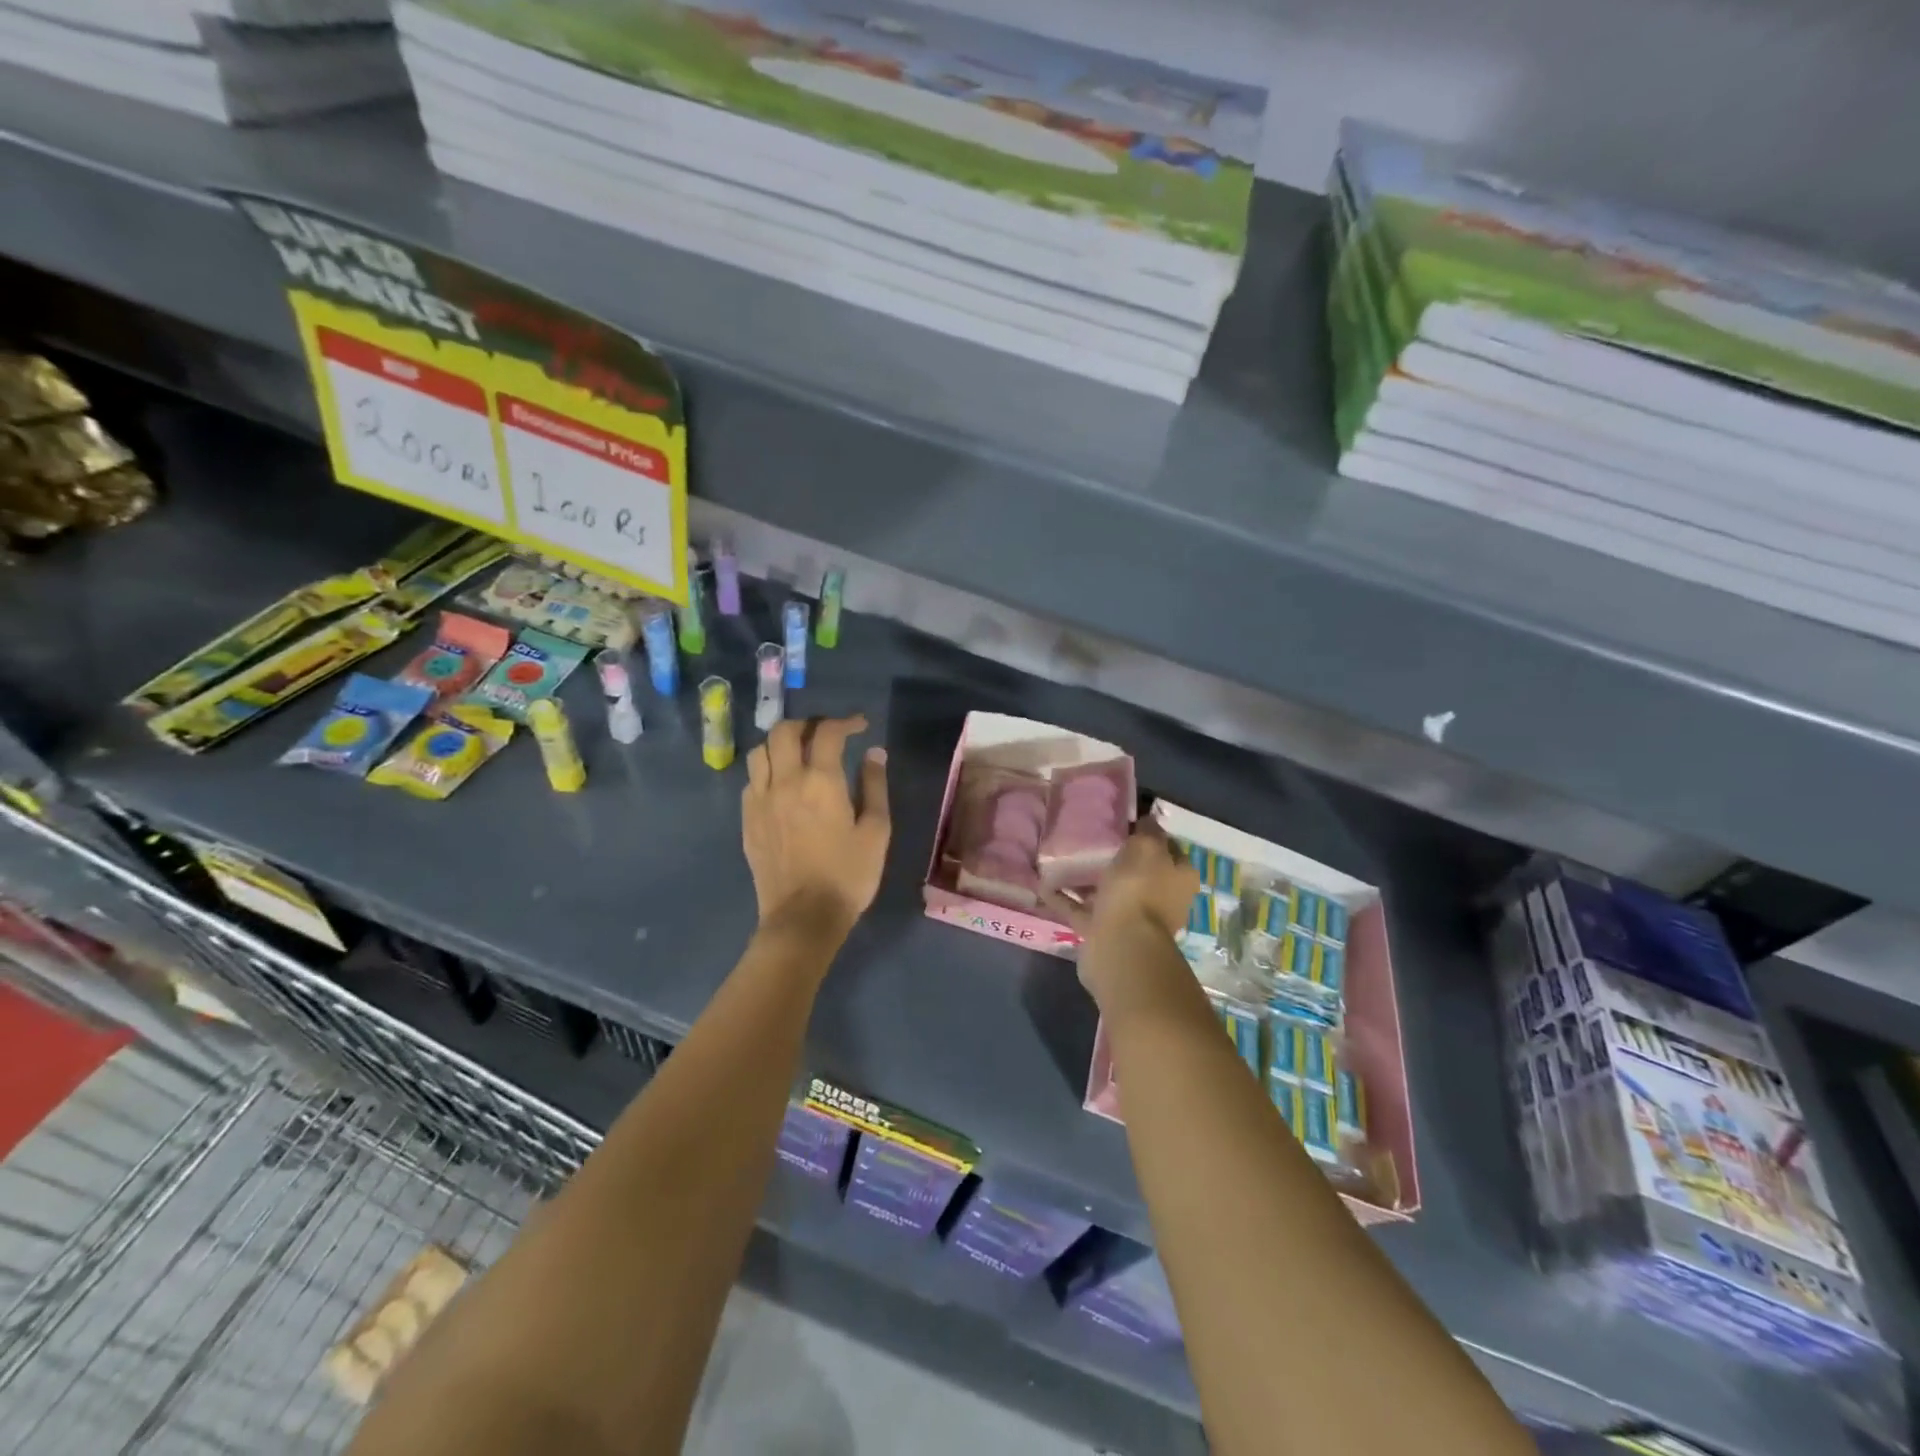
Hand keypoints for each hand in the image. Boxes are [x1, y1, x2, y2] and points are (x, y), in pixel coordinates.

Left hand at [743, 716, 890, 938]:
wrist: (803, 917)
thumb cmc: (848, 875)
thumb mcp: (876, 831)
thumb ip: (875, 786)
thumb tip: (874, 753)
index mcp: (821, 781)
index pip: (828, 732)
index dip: (845, 722)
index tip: (860, 726)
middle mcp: (785, 781)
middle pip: (784, 731)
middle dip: (808, 724)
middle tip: (826, 734)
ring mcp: (760, 800)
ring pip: (760, 751)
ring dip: (780, 743)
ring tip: (798, 753)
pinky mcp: (747, 820)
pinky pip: (751, 780)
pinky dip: (767, 771)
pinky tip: (781, 785)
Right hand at [1048, 819, 1199, 1011]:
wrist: (1121, 945)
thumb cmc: (1139, 889)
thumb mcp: (1147, 847)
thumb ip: (1147, 831)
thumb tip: (1147, 820)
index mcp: (1178, 878)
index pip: (1169, 849)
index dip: (1150, 834)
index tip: (1126, 821)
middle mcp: (1161, 899)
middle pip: (1140, 872)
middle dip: (1119, 859)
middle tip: (1093, 838)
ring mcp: (1132, 919)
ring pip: (1110, 893)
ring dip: (1090, 880)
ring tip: (1064, 860)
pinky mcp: (1105, 933)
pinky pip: (1083, 911)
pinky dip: (1066, 900)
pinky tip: (1044, 886)